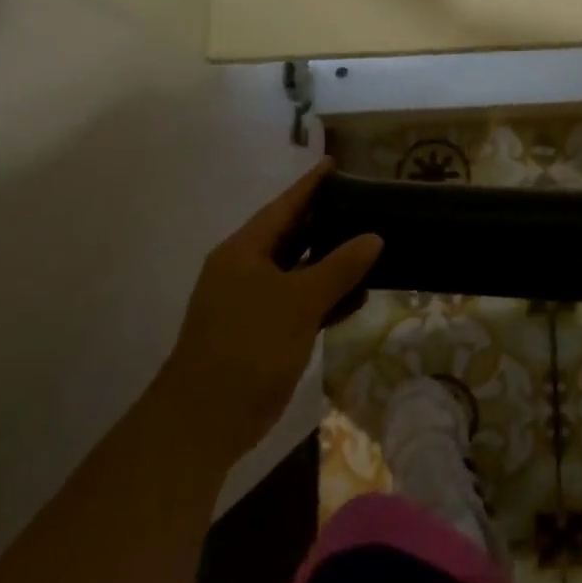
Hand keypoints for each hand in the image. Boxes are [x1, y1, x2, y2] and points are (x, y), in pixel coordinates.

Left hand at [165, 159, 381, 446]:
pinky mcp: (266, 331)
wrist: (207, 419)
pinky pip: (303, 301)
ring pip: (300, 270)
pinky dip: (328, 296)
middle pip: (292, 235)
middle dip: (327, 221)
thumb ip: (339, 266)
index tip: (334, 163)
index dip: (310, 185)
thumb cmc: (249, 345)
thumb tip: (374, 237)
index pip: (284, 207)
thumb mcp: (299, 300)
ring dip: (332, 262)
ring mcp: (255, 302)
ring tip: (372, 243)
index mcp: (244, 251)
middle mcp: (247, 270)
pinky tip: (359, 295)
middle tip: (365, 203)